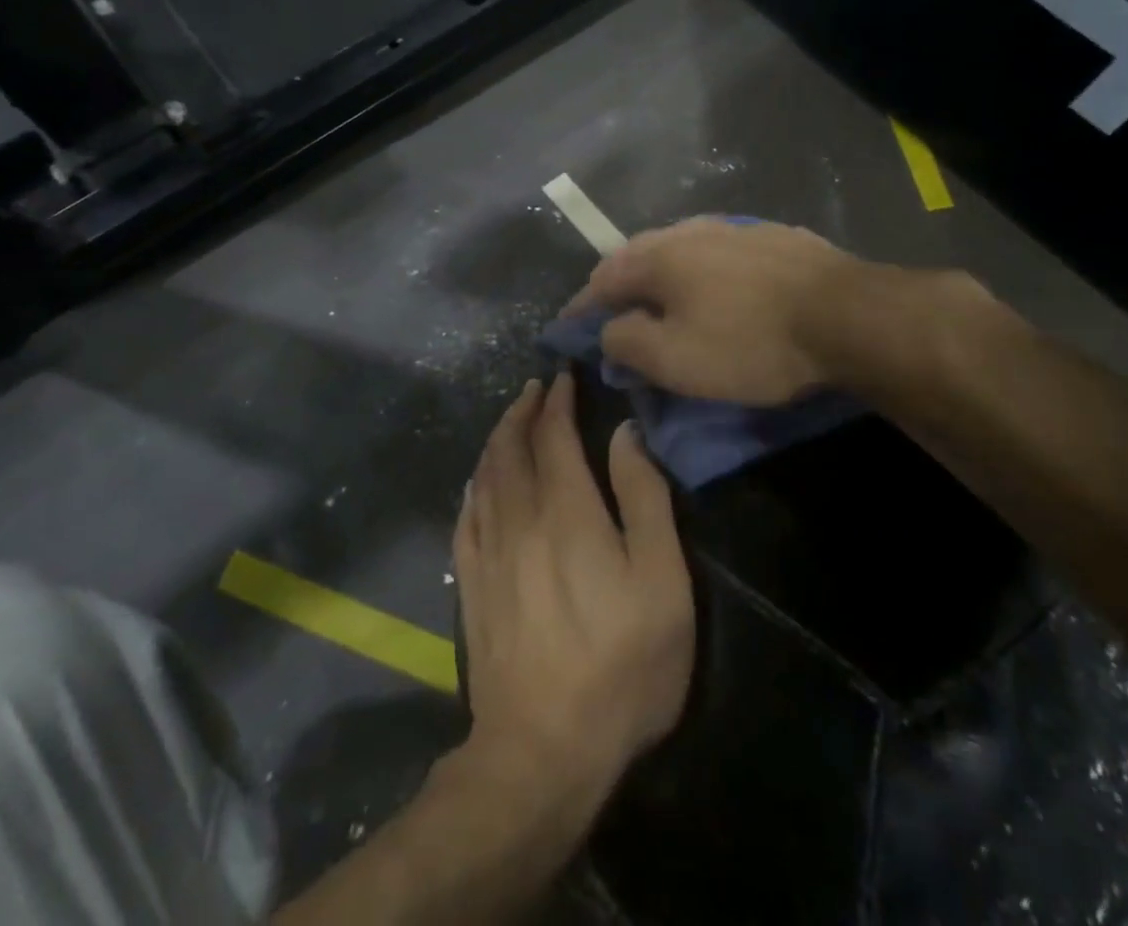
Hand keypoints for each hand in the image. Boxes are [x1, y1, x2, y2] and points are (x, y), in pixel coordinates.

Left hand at [454, 372, 693, 801]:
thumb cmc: (620, 665)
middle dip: (522, 410)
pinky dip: (473, 485)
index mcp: (567, 511)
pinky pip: (466, 516)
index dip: (557, 401)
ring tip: (509, 420)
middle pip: (511, 447)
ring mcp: (489, 553)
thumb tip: (624, 433)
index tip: (562, 377)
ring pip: (484, 476)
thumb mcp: (661, 581)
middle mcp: (520, 519)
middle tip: (534, 387)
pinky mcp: (471, 586)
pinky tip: (477, 481)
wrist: (543, 751)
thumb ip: (644, 498)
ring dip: (496, 439)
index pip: (554, 435)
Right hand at [563, 217, 854, 405]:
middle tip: (609, 314)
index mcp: (659, 257)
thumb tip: (608, 332)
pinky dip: (698, 270)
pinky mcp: (770, 237)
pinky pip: (716, 252)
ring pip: (678, 249)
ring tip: (656, 298)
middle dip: (616, 285)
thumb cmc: (749, 342)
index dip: (580, 309)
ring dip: (657, 274)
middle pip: (637, 256)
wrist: (845, 315)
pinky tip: (712, 285)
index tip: (566, 330)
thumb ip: (625, 343)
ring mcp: (733, 229)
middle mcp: (689, 231)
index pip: (601, 280)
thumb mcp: (674, 359)